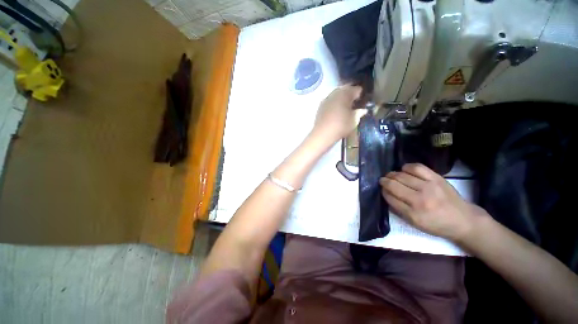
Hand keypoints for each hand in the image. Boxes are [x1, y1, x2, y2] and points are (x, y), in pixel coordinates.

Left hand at [313, 85, 364, 143]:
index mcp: (345, 94)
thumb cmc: (341, 126)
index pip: (357, 89)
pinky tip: (336, 111)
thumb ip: (360, 113)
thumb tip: (363, 110)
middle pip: (345, 89)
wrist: (323, 134)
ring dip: (342, 98)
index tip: (363, 101)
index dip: (361, 94)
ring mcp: (326, 99)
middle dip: (351, 94)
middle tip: (355, 103)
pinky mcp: (320, 106)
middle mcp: (335, 93)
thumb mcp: (354, 120)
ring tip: (345, 107)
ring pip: (336, 94)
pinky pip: (330, 100)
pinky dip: (334, 103)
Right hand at [380, 163, 488, 241]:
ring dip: (392, 174)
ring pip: (402, 175)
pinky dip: (406, 167)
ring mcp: (429, 187)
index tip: (382, 189)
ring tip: (390, 175)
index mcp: (413, 214)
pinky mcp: (437, 178)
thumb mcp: (415, 223)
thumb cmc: (437, 224)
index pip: (390, 198)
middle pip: (394, 185)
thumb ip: (398, 208)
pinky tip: (403, 169)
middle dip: (384, 181)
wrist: (464, 220)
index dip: (383, 192)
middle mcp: (420, 199)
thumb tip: (386, 193)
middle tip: (382, 180)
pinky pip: (417, 168)